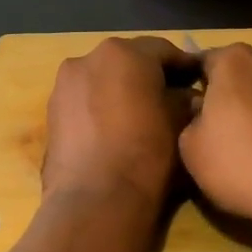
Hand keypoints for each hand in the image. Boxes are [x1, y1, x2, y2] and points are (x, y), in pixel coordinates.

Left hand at [42, 36, 195, 206]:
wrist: (96, 201)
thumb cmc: (147, 154)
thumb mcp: (180, 123)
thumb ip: (186, 100)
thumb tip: (189, 97)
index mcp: (125, 53)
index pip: (163, 50)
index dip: (185, 66)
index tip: (200, 80)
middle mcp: (89, 58)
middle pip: (128, 61)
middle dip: (149, 76)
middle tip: (172, 97)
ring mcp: (64, 84)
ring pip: (102, 79)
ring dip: (122, 91)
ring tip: (141, 116)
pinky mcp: (51, 112)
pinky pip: (84, 101)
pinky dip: (100, 107)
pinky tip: (115, 130)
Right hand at [179, 44, 251, 226]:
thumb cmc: (244, 164)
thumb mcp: (192, 150)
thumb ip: (191, 120)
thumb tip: (201, 110)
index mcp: (235, 60)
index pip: (203, 62)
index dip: (195, 85)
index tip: (192, 109)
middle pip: (245, 72)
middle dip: (236, 93)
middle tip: (228, 128)